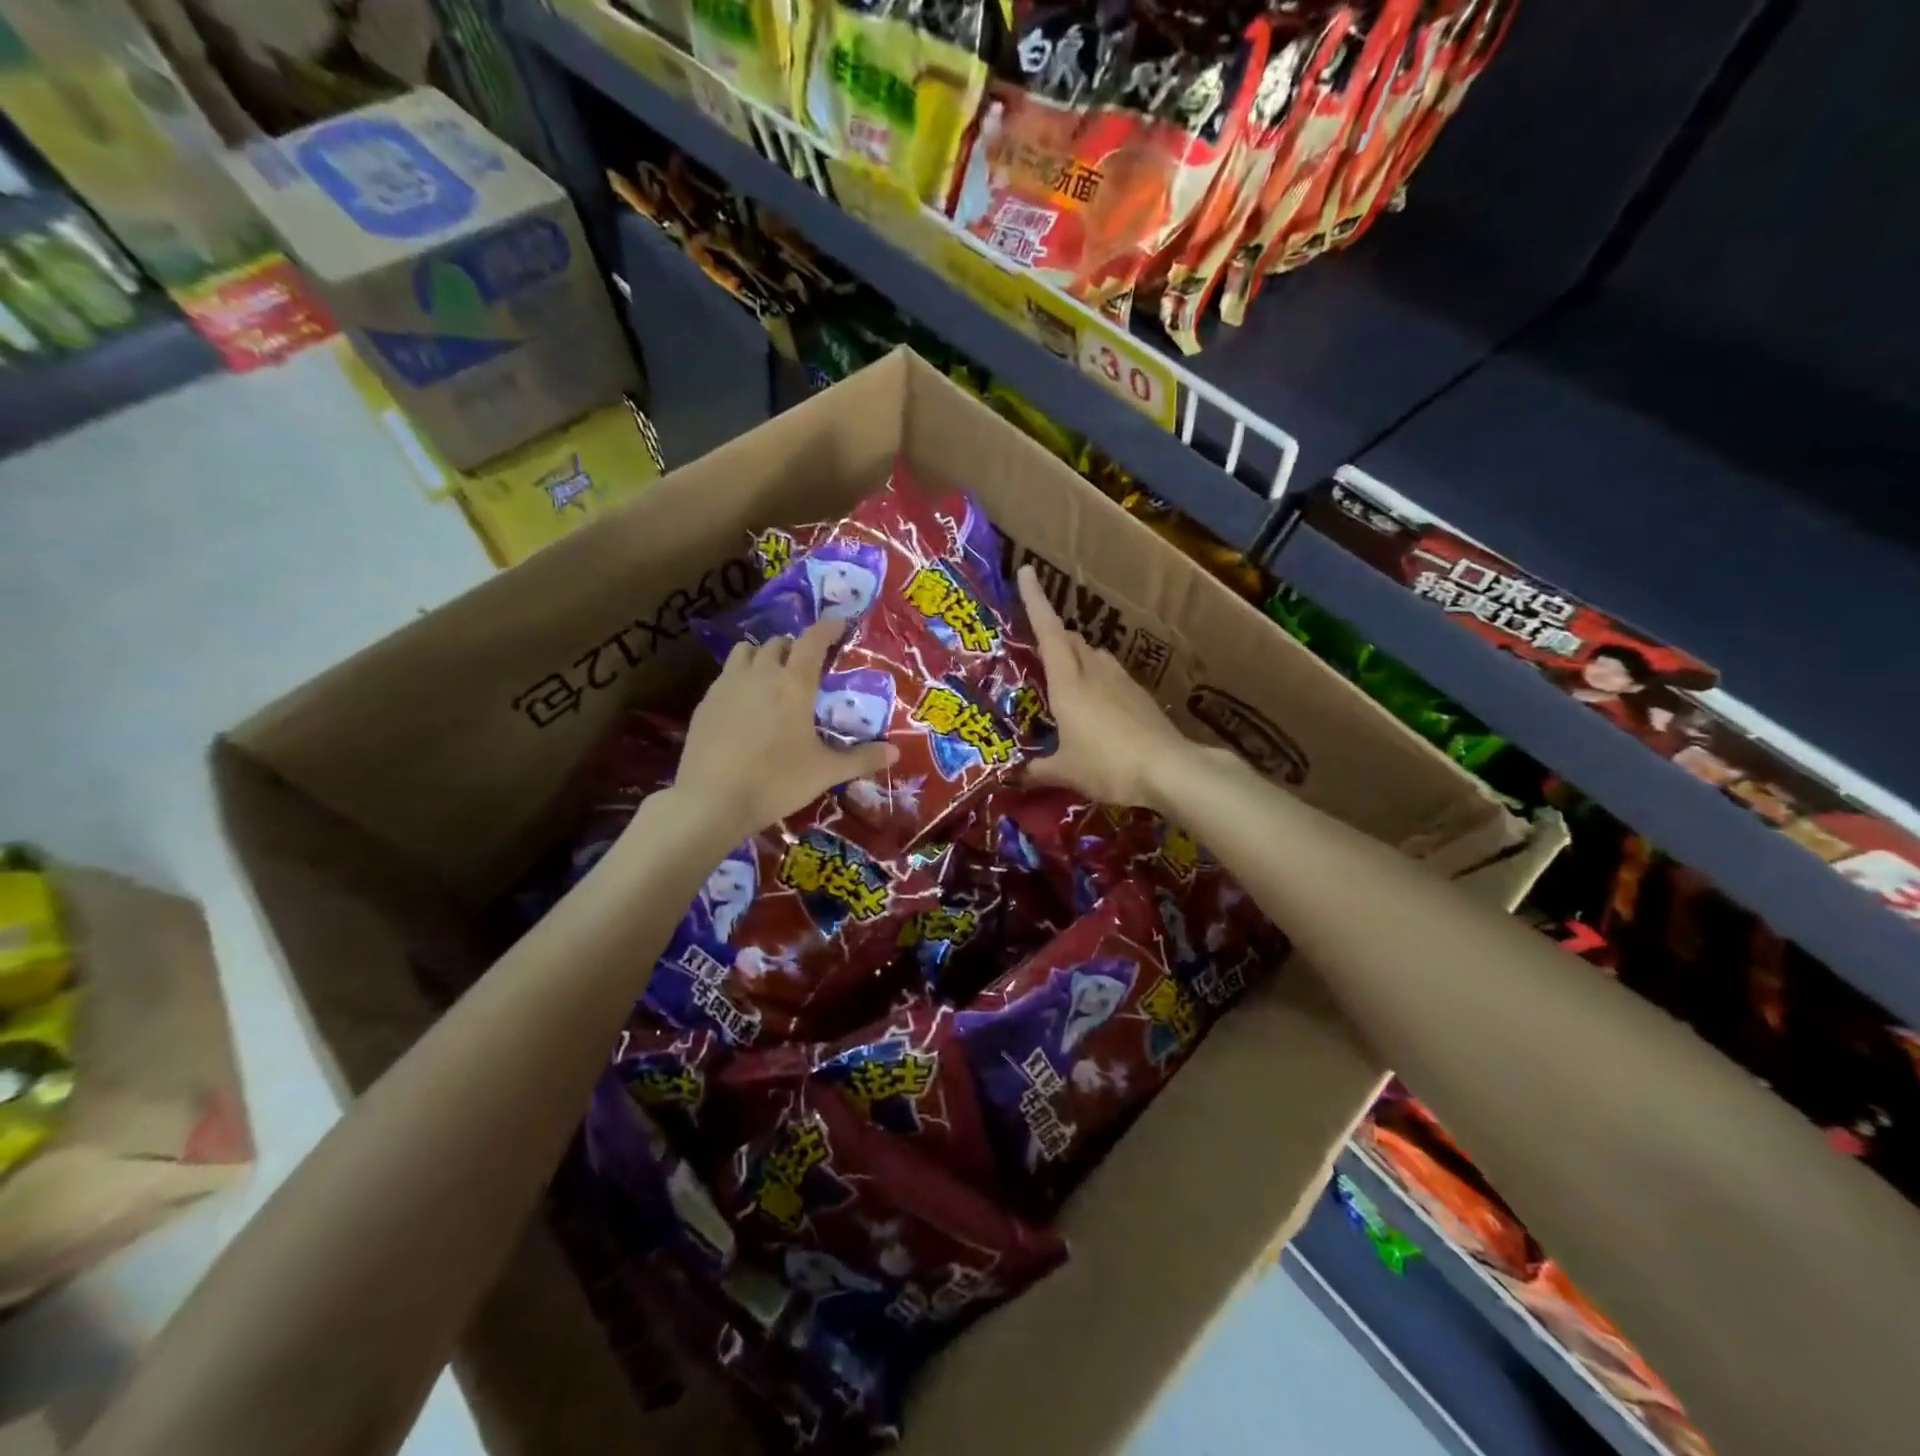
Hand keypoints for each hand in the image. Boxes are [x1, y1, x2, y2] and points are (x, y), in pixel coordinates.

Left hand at [673, 618, 897, 841]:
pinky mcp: (705, 702)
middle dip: (795, 647)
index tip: (840, 625)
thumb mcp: (825, 773)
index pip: (813, 640)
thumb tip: (895, 752)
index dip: (828, 627)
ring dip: (763, 656)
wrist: (712, 801)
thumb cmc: (776, 782)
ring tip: (772, 678)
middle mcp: (760, 674)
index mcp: (794, 684)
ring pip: (746, 652)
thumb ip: (861, 759)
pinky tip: (745, 706)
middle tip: (807, 666)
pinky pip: (726, 676)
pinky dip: (740, 678)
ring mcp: (727, 685)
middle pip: (779, 642)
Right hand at [1017, 564, 1192, 807]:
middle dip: (1053, 635)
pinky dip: (1097, 678)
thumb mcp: (1066, 771)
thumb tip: (1015, 776)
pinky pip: (1111, 675)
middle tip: (1037, 646)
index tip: (1027, 571)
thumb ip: (1037, 770)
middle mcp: (1094, 672)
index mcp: (1068, 683)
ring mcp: (1122, 681)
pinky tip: (1097, 703)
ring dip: (1077, 656)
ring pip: (1094, 654)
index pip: (1048, 631)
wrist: (1170, 770)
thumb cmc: (1107, 765)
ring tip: (1066, 676)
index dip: (1035, 601)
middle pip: (1071, 640)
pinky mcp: (1140, 696)